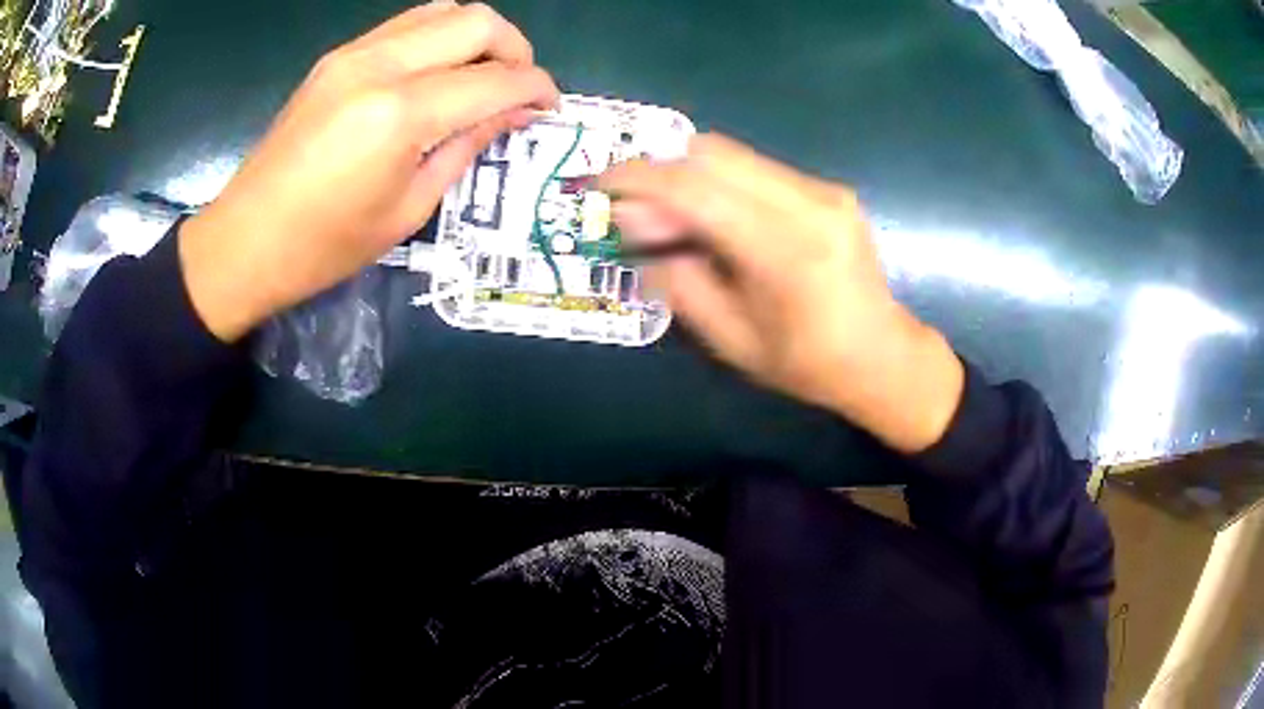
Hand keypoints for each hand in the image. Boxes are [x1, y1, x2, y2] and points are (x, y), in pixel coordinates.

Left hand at [180, 2, 558, 340]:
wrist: (244, 242)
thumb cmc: (325, 247)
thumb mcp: (408, 209)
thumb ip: (466, 147)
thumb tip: (513, 113)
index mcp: (400, 114)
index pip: (495, 80)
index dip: (536, 88)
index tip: (550, 107)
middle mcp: (380, 65)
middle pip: (476, 21)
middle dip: (515, 49)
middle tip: (519, 88)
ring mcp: (354, 53)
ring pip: (443, 11)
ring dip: (477, 38)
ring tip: (482, 77)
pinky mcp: (337, 57)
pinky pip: (407, 26)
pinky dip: (439, 39)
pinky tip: (438, 74)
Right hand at [600, 135, 962, 452]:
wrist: (884, 356)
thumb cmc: (807, 363)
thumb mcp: (730, 340)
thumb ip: (677, 277)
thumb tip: (632, 221)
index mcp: (785, 251)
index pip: (696, 189)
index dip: (638, 178)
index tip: (599, 182)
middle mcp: (809, 203)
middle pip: (713, 153)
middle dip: (660, 169)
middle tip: (635, 206)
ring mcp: (824, 189)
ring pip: (733, 154)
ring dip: (688, 175)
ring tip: (671, 218)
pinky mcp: (828, 188)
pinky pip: (756, 168)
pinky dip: (720, 182)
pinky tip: (715, 218)